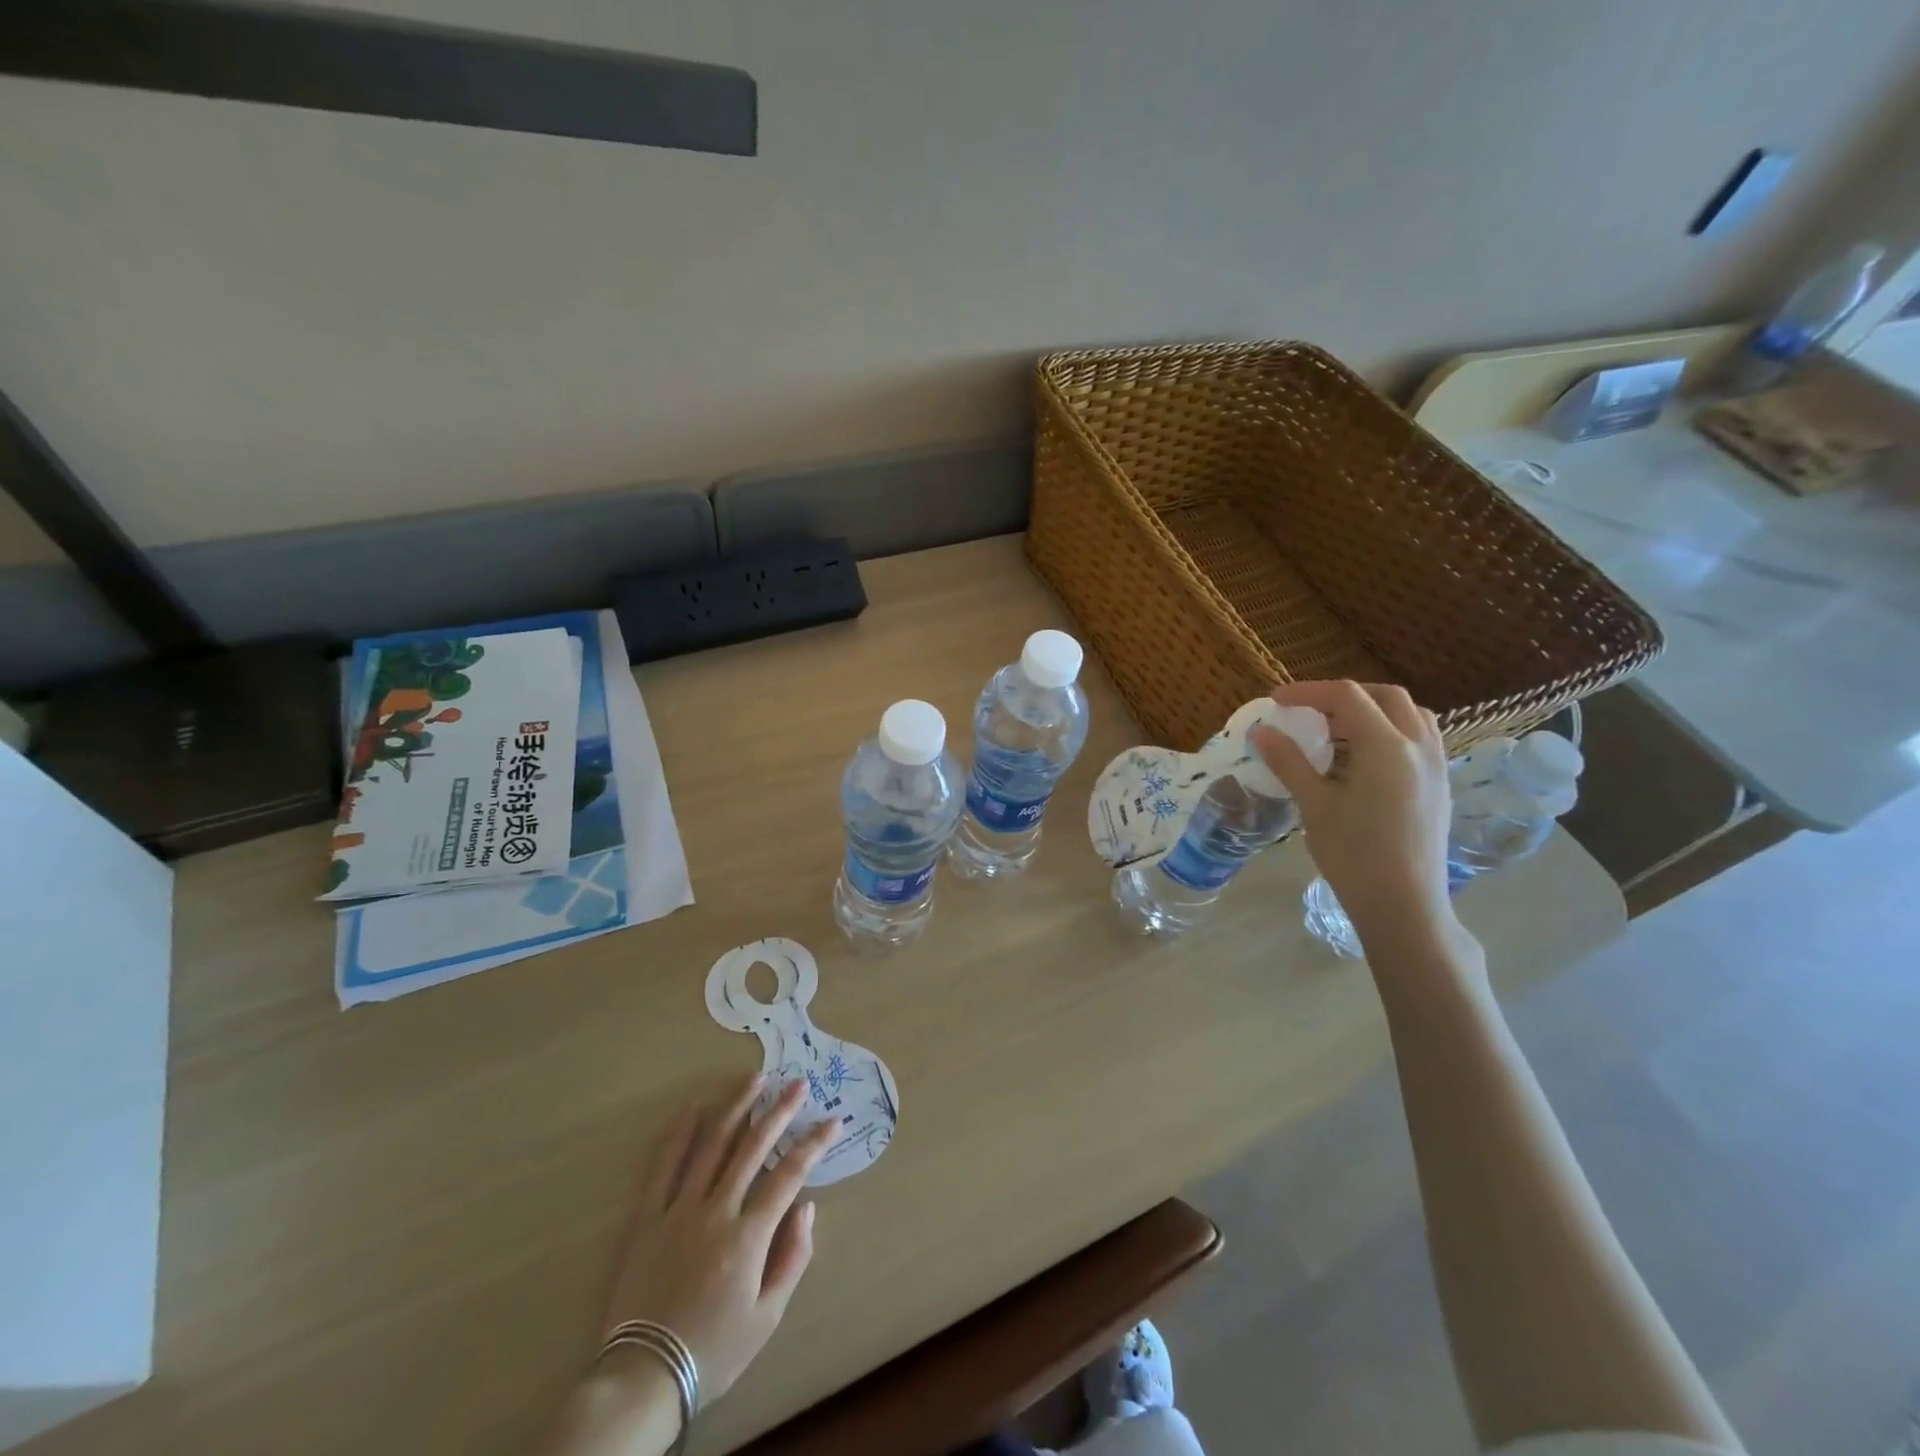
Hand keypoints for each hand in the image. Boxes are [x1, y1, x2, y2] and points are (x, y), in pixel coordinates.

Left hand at [604, 1075, 836, 1406]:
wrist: (644, 1377)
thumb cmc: (714, 1350)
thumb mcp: (767, 1317)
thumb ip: (793, 1258)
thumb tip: (807, 1207)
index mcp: (748, 1237)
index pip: (789, 1176)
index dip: (814, 1145)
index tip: (833, 1121)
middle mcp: (716, 1212)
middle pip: (752, 1148)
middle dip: (780, 1112)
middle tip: (797, 1083)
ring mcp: (679, 1211)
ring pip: (712, 1146)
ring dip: (736, 1108)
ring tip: (755, 1079)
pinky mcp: (649, 1218)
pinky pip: (664, 1168)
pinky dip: (679, 1135)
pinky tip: (693, 1107)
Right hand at [1251, 681, 1454, 946]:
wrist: (1403, 905)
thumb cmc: (1353, 855)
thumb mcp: (1314, 805)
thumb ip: (1289, 762)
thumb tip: (1262, 732)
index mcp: (1386, 747)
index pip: (1347, 697)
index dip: (1308, 692)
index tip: (1277, 702)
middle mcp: (1419, 747)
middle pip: (1385, 696)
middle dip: (1344, 696)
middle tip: (1309, 713)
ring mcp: (1436, 766)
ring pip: (1410, 715)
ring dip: (1372, 711)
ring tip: (1337, 733)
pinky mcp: (1440, 786)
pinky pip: (1420, 739)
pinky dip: (1391, 732)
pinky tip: (1364, 760)